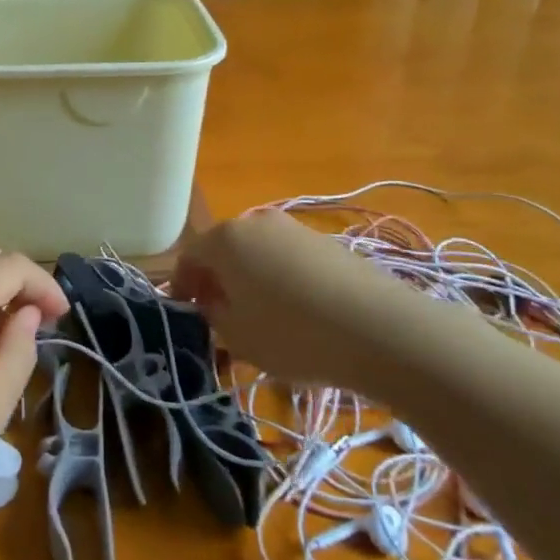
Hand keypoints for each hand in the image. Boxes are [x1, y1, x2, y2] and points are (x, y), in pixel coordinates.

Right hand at [177, 210, 401, 383]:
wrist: (378, 328)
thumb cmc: (292, 334)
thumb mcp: (237, 337)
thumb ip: (213, 315)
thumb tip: (212, 302)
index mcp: (225, 239)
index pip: (189, 256)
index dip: (181, 285)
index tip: (187, 313)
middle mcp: (256, 222)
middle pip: (224, 249)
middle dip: (217, 280)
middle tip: (221, 317)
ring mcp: (294, 228)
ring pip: (258, 253)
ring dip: (250, 279)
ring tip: (262, 318)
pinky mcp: (326, 242)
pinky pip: (288, 259)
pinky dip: (281, 279)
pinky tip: (298, 313)